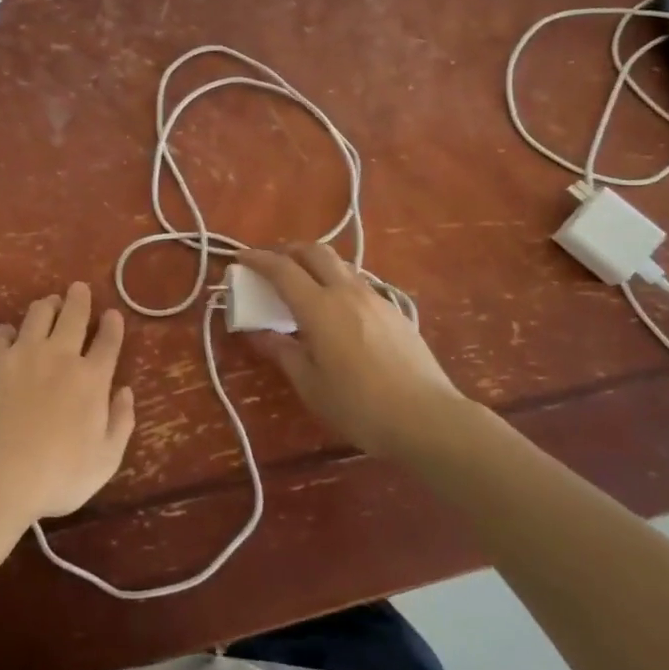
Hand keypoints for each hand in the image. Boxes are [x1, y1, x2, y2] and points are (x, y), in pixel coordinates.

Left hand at [0, 282, 135, 520]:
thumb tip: (125, 392)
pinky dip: (8, 330)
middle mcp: (61, 355)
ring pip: (39, 314)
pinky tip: (9, 335)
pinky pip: (1, 333)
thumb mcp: (106, 460)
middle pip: (74, 314)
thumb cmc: (58, 474)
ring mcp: (24, 353)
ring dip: (48, 305)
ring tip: (49, 304)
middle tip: (79, 289)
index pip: (108, 341)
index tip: (112, 314)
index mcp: (92, 379)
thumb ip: (121, 422)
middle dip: (80, 298)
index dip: (112, 324)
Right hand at [238, 245, 476, 461]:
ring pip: (340, 265)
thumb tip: (257, 333)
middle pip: (315, 251)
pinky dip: (338, 283)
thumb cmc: (359, 406)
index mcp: (320, 307)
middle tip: (272, 265)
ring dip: (316, 264)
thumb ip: (282, 351)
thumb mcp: (310, 384)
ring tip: (304, 286)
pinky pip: (358, 284)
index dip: (258, 259)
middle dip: (289, 251)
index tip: (241, 257)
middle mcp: (347, 292)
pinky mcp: (395, 311)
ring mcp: (375, 298)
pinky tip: (337, 311)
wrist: (427, 418)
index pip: (282, 269)